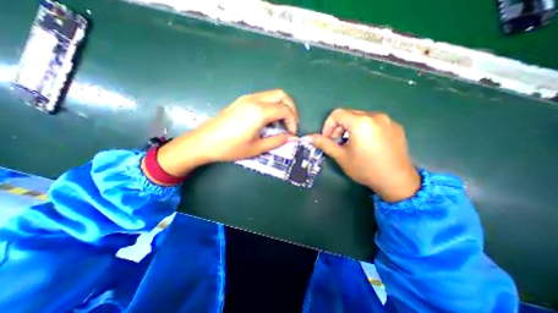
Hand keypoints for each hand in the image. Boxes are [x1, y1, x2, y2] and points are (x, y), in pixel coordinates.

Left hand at [154, 90, 297, 177]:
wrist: (203, 142)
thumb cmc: (230, 147)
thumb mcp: (256, 148)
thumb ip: (277, 141)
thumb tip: (292, 138)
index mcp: (259, 112)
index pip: (285, 110)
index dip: (292, 121)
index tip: (292, 133)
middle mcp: (254, 100)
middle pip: (281, 95)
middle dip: (291, 108)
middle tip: (291, 123)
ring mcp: (247, 98)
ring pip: (272, 94)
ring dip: (281, 105)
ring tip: (282, 122)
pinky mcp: (241, 100)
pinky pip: (263, 98)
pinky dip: (272, 105)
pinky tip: (268, 119)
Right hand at [307, 109, 419, 202]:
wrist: (396, 181)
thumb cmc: (365, 169)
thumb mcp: (341, 156)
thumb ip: (324, 144)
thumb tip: (309, 137)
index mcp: (361, 122)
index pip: (337, 114)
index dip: (328, 125)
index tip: (328, 138)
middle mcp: (375, 116)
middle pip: (349, 114)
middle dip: (339, 127)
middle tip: (338, 142)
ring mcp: (387, 120)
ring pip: (361, 117)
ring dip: (351, 127)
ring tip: (351, 143)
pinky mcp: (395, 126)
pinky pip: (373, 121)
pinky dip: (364, 128)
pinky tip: (366, 144)